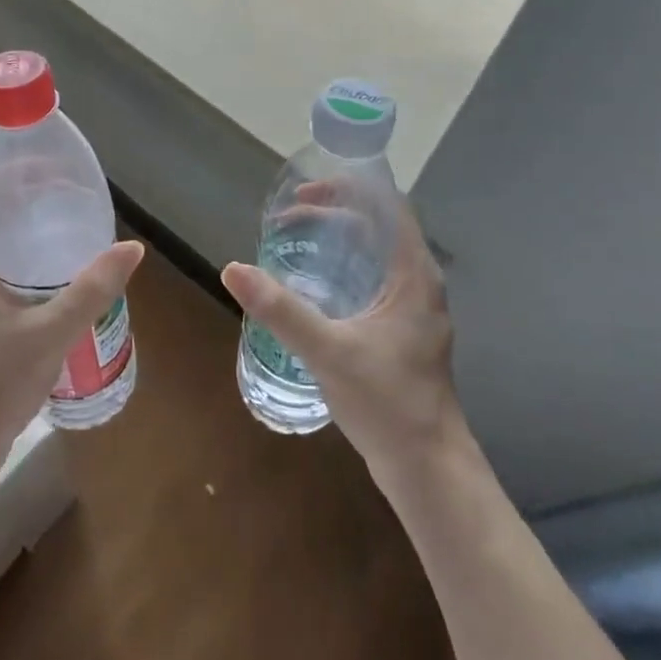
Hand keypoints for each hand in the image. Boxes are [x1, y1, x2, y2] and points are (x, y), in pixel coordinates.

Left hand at [0, 176, 143, 470]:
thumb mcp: (52, 331)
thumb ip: (92, 288)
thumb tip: (132, 248)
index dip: (6, 171)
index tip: (46, 162)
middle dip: (20, 195)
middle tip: (65, 188)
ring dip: (18, 225)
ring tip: (62, 217)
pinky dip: (15, 252)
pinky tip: (49, 264)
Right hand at [221, 188, 468, 493]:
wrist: (428, 470)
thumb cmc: (388, 403)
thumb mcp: (329, 351)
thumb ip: (282, 310)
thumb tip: (233, 270)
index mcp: (414, 276)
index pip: (388, 208)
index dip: (348, 190)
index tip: (304, 191)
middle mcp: (418, 284)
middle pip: (378, 228)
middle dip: (332, 215)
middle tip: (285, 219)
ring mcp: (411, 310)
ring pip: (373, 257)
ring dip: (335, 242)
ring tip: (292, 243)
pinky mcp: (401, 333)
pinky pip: (370, 282)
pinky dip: (340, 270)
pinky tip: (310, 287)